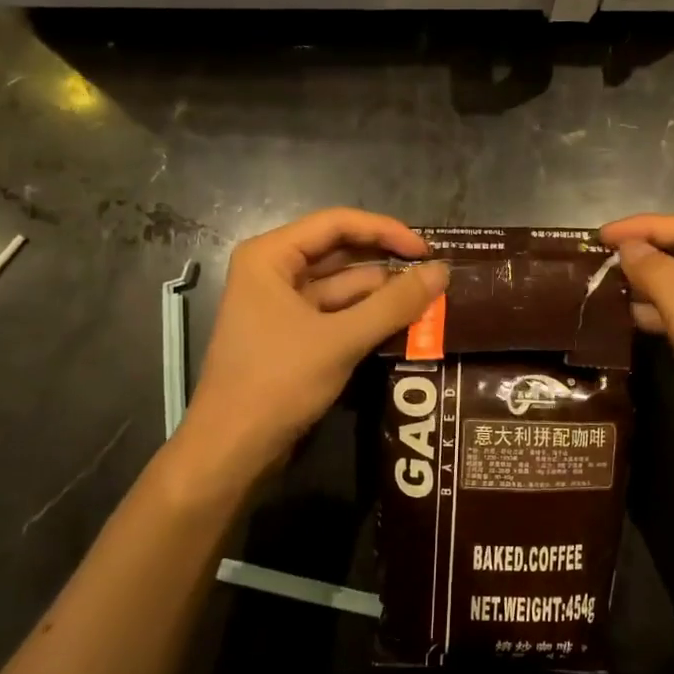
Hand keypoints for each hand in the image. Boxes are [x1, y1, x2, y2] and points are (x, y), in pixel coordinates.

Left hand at [180, 209, 446, 482]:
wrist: (231, 450)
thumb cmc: (277, 382)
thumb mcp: (341, 340)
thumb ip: (394, 304)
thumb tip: (442, 271)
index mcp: (270, 256)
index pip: (337, 223)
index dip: (385, 231)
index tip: (426, 250)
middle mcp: (273, 272)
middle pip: (340, 252)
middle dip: (387, 264)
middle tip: (435, 276)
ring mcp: (281, 305)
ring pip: (342, 286)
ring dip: (382, 295)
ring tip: (430, 302)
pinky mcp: (292, 336)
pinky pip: (337, 314)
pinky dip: (368, 318)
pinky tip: (404, 325)